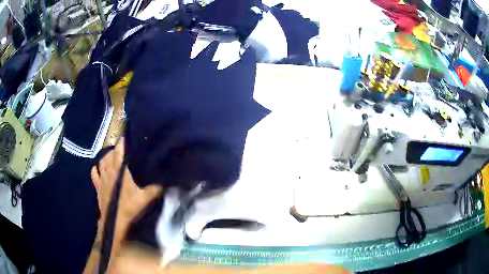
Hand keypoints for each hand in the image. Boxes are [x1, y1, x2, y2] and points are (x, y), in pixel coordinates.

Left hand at [91, 138, 162, 241]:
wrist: (114, 222)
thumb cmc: (129, 208)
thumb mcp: (145, 199)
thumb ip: (156, 189)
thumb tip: (168, 182)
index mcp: (119, 171)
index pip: (119, 152)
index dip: (121, 143)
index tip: (125, 136)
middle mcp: (109, 171)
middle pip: (109, 155)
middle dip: (114, 149)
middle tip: (120, 148)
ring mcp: (102, 179)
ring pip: (101, 162)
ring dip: (105, 157)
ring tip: (110, 156)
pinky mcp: (97, 187)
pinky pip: (94, 174)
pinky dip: (95, 169)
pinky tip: (97, 168)